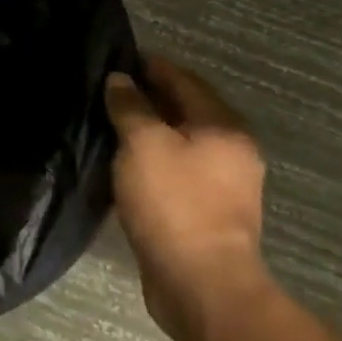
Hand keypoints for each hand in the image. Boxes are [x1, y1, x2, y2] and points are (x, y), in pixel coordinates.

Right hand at [106, 56, 272, 340]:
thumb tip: (120, 81)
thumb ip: (130, 106)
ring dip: (151, 128)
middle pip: (186, 109)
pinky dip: (154, 155)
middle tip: (108, 89)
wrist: (201, 282)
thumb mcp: (142, 143)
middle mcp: (232, 150)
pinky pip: (177, 167)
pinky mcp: (208, 210)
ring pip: (181, 140)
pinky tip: (127, 159)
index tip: (118, 57)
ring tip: (112, 121)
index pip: (184, 80)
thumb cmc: (173, 202)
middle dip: (150, 95)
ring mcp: (224, 184)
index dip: (151, 65)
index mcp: (223, 127)